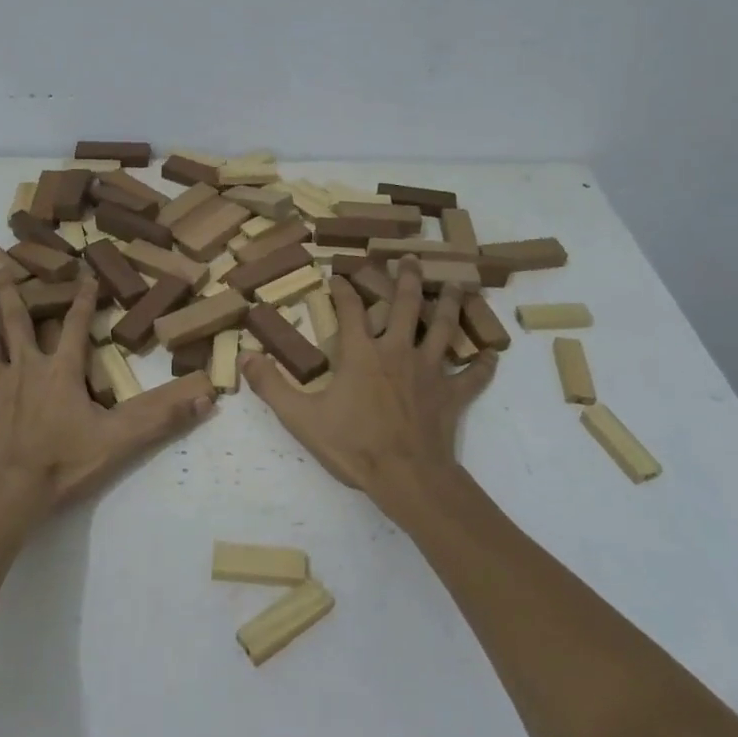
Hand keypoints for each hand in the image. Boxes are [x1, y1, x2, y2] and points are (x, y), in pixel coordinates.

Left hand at [0, 272, 214, 515]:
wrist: (11, 493)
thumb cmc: (65, 462)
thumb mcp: (120, 438)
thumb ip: (161, 415)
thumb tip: (207, 396)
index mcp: (61, 371)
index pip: (76, 326)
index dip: (83, 298)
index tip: (84, 271)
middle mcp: (26, 368)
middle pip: (16, 321)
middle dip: (10, 290)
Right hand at [241, 259, 495, 516]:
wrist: (407, 478)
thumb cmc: (353, 445)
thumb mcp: (301, 418)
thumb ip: (272, 385)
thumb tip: (245, 356)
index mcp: (362, 353)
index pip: (351, 309)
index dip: (343, 289)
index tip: (338, 273)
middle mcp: (398, 351)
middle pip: (406, 305)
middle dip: (406, 278)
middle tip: (410, 258)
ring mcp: (430, 371)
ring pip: (444, 328)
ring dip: (450, 305)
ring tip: (457, 284)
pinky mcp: (451, 395)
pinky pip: (472, 376)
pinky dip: (482, 365)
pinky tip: (492, 356)